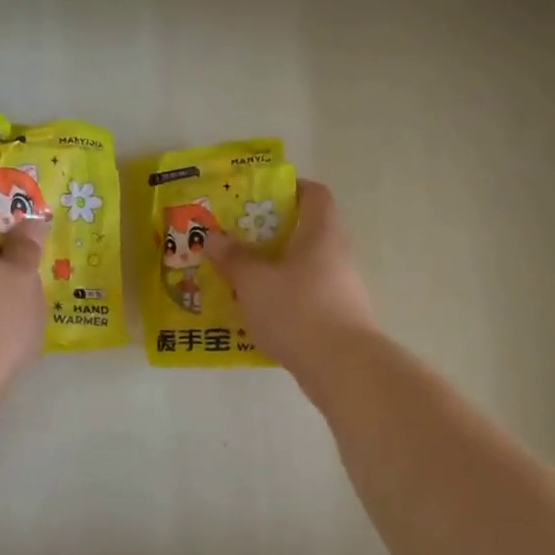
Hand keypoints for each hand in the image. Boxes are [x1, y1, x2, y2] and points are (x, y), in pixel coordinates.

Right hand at [204, 180, 375, 376]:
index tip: (259, 197)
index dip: (289, 188)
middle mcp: (336, 255)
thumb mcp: (253, 281)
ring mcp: (341, 289)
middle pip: (306, 232)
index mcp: (320, 234)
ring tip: (239, 279)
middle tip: (236, 241)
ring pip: (303, 268)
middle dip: (270, 234)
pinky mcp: (337, 319)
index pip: (314, 194)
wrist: (341, 367)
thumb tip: (213, 238)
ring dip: (274, 270)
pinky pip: (305, 298)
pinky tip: (256, 314)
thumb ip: (232, 258)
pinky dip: (282, 299)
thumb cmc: (297, 310)